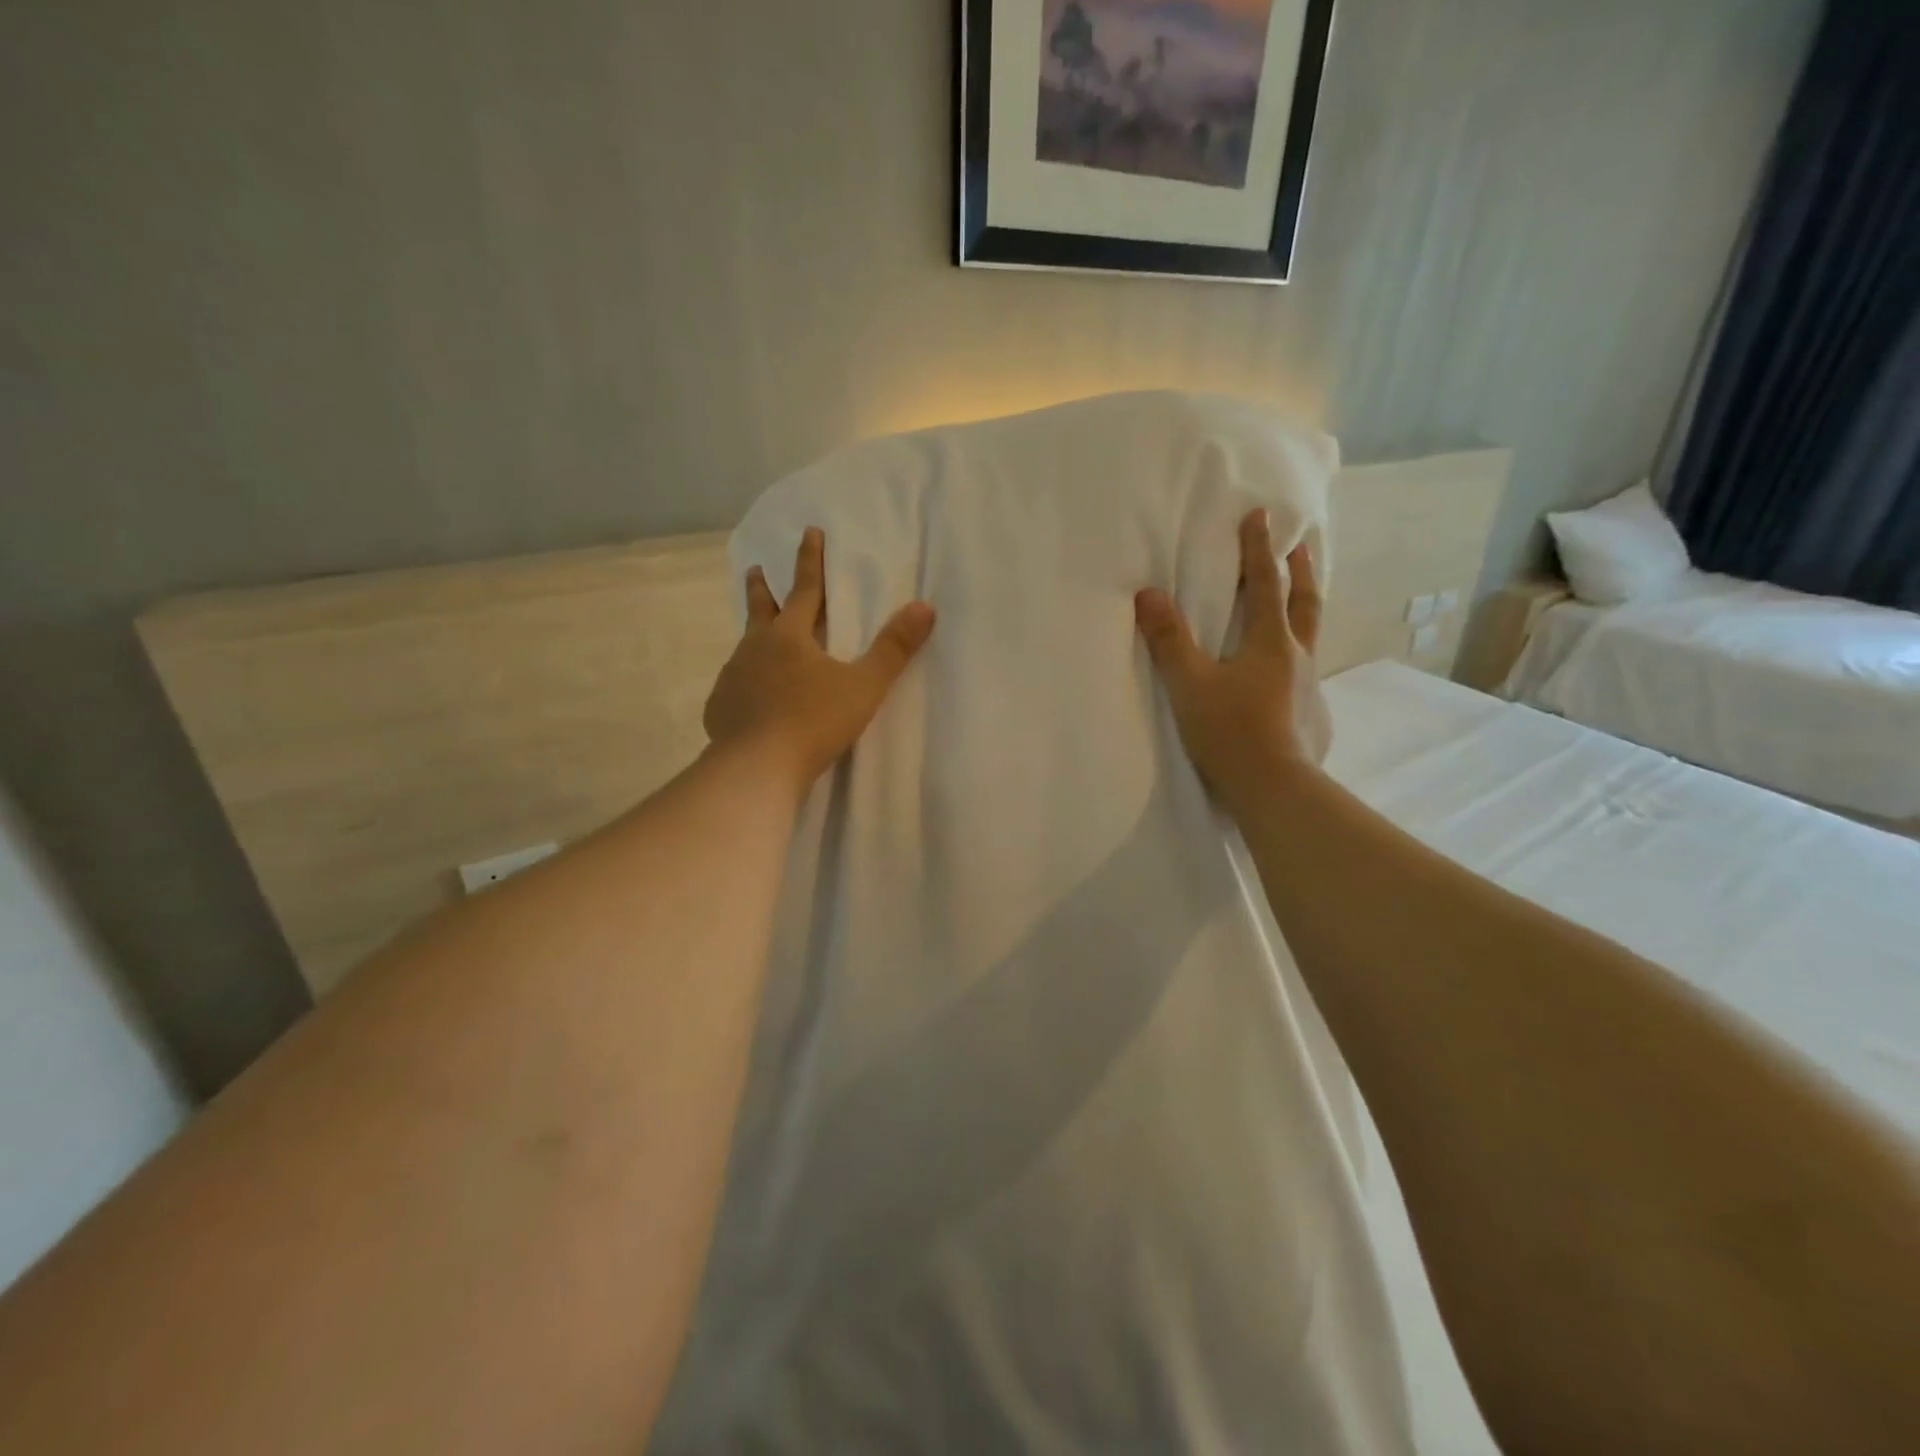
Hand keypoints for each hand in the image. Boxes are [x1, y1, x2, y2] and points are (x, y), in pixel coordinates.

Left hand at [704, 527, 936, 790]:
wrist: (757, 767)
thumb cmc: (814, 721)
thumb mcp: (864, 686)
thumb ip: (894, 648)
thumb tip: (924, 607)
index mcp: (790, 636)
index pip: (805, 588)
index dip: (810, 559)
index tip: (810, 531)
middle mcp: (755, 648)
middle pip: (760, 610)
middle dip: (761, 588)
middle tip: (754, 570)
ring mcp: (732, 678)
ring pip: (744, 648)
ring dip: (753, 637)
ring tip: (756, 640)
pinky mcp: (720, 708)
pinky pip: (734, 687)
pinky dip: (744, 683)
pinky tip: (747, 697)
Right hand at [1135, 509, 1332, 803]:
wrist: (1275, 788)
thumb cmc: (1230, 730)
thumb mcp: (1190, 684)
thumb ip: (1170, 639)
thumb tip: (1148, 594)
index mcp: (1271, 642)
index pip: (1266, 584)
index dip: (1260, 549)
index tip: (1262, 516)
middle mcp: (1298, 657)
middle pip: (1306, 602)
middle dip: (1301, 570)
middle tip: (1301, 545)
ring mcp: (1310, 688)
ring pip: (1310, 638)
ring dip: (1304, 611)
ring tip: (1296, 604)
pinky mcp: (1312, 716)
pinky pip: (1305, 675)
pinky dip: (1297, 659)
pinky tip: (1286, 677)